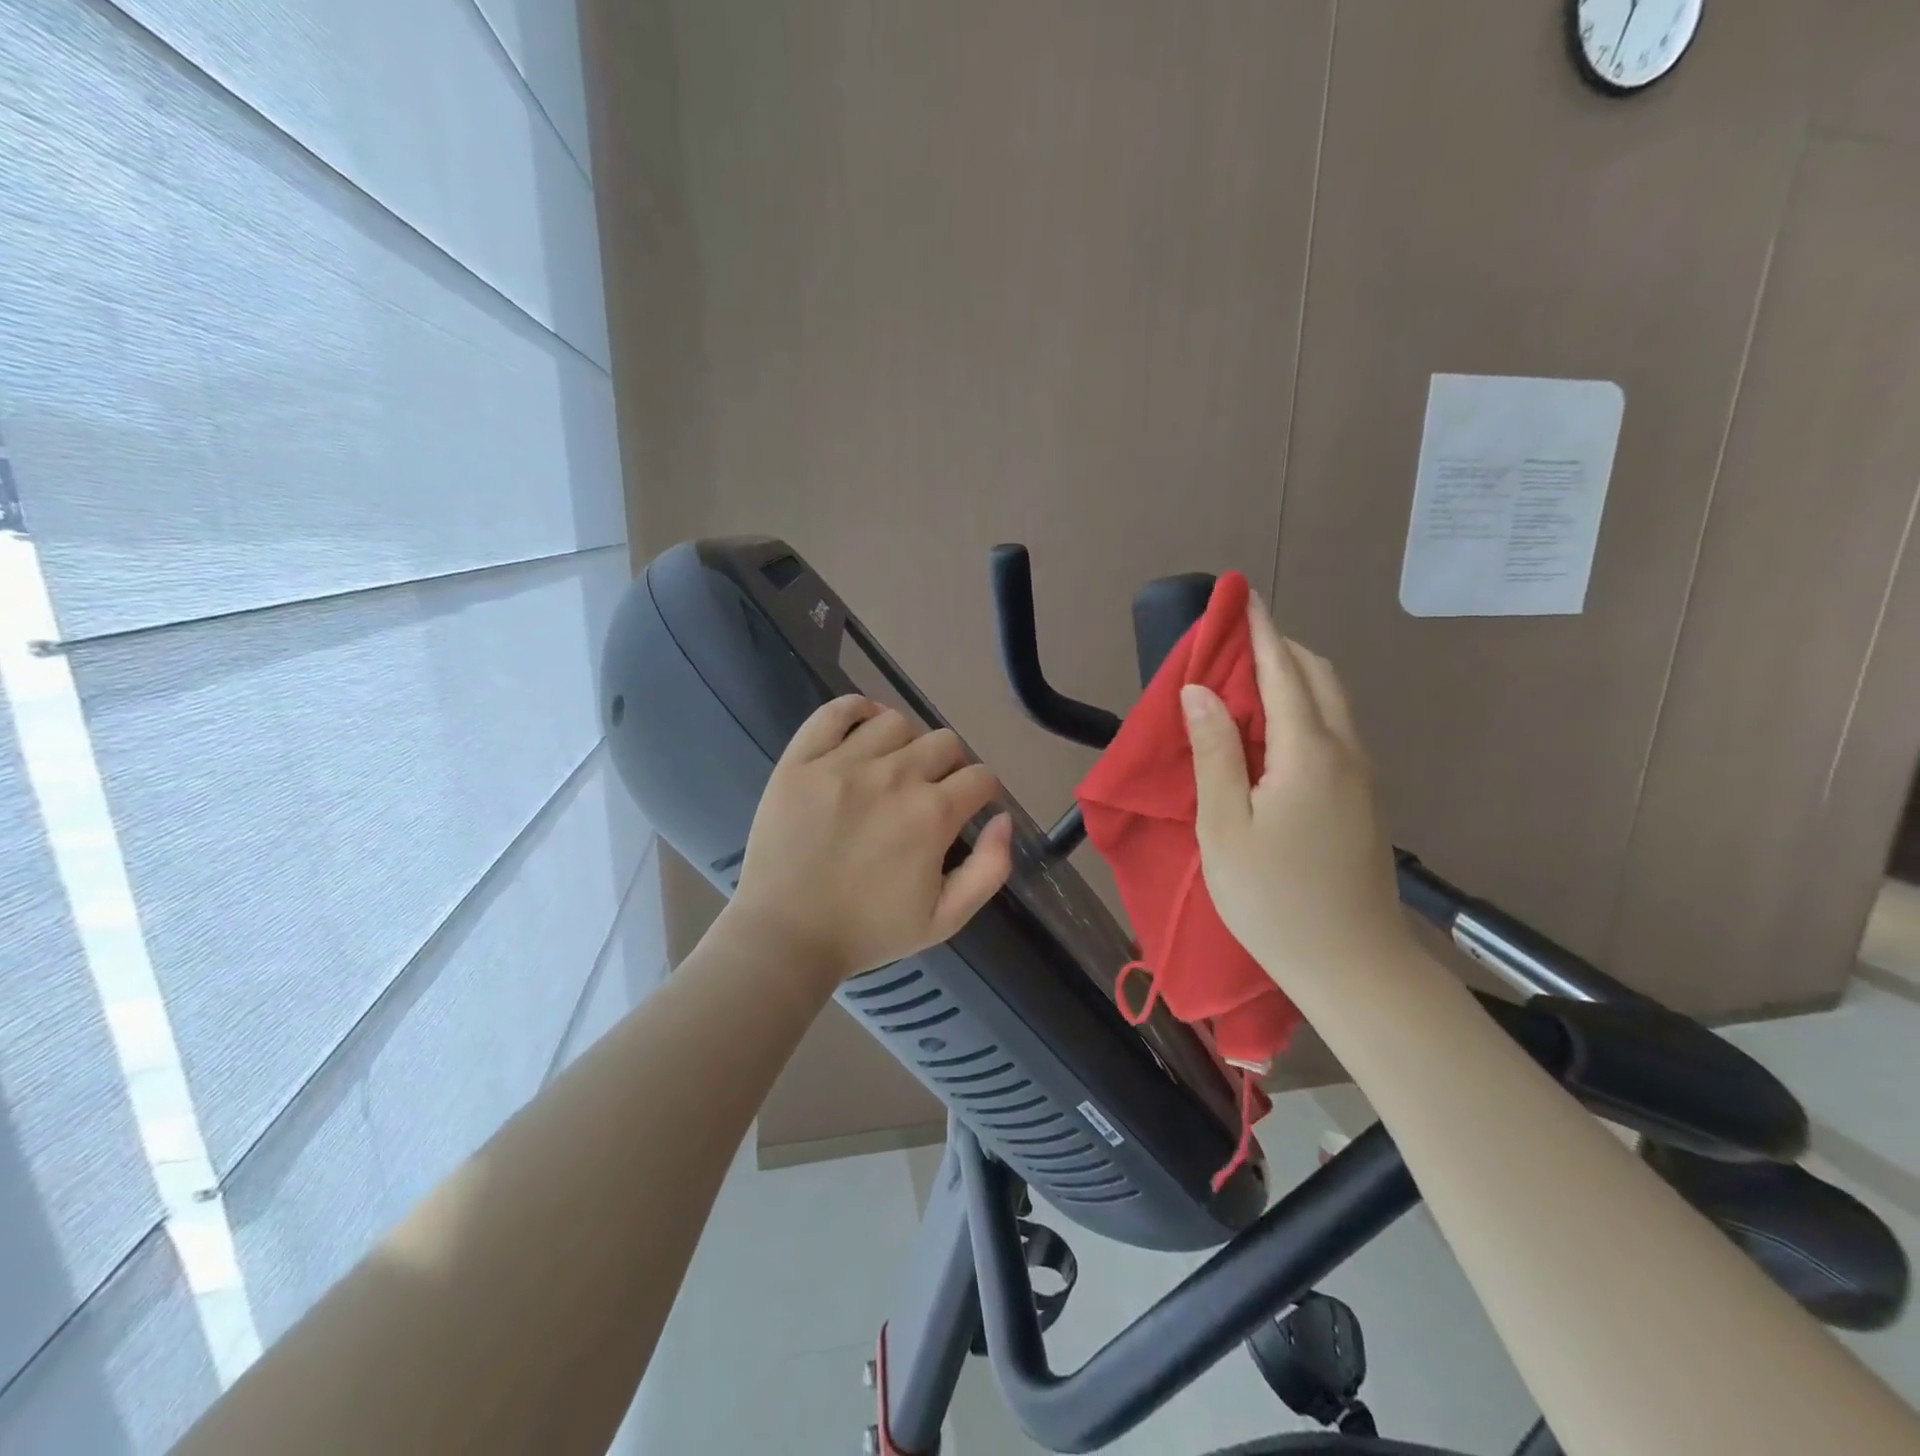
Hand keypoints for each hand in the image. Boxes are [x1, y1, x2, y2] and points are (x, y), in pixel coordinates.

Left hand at [726, 695, 1014, 986]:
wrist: (785, 936)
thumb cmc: (867, 932)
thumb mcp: (945, 919)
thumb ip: (990, 870)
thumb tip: (1003, 818)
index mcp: (932, 814)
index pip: (980, 777)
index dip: (982, 792)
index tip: (968, 807)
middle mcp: (894, 776)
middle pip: (944, 742)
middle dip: (949, 766)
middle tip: (930, 792)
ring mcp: (842, 763)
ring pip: (896, 722)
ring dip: (906, 742)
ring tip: (893, 767)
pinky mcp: (801, 760)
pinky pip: (835, 711)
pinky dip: (856, 710)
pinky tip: (862, 729)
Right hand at [1182, 599, 1409, 989]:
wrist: (1353, 966)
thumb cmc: (1274, 898)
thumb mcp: (1225, 827)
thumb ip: (1215, 753)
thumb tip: (1200, 691)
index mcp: (1309, 754)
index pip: (1284, 672)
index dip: (1261, 632)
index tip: (1243, 597)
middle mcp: (1345, 753)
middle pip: (1320, 678)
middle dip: (1281, 648)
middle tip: (1237, 643)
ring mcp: (1361, 778)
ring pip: (1332, 704)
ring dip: (1294, 678)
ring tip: (1247, 682)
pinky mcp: (1363, 801)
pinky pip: (1333, 732)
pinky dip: (1304, 710)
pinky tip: (1272, 733)